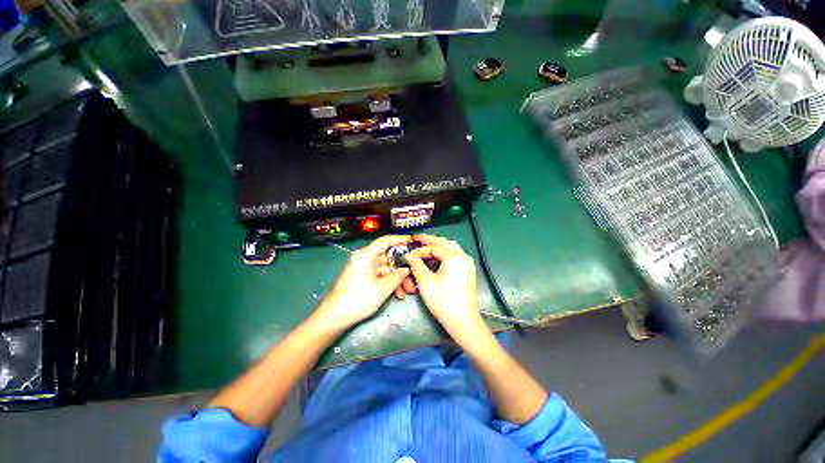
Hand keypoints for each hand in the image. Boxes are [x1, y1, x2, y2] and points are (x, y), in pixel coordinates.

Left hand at [315, 235, 411, 330]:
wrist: (335, 317)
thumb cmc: (358, 299)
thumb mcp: (382, 288)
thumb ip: (397, 276)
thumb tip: (407, 269)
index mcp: (366, 255)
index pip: (385, 241)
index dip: (400, 239)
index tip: (412, 240)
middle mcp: (365, 259)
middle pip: (388, 258)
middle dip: (402, 268)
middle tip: (415, 274)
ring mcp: (365, 270)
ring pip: (386, 270)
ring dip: (398, 279)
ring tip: (408, 291)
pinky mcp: (364, 279)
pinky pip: (381, 277)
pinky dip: (390, 284)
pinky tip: (399, 294)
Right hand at [405, 235, 487, 340]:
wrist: (463, 321)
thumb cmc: (443, 302)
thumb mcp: (426, 282)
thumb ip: (416, 265)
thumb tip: (409, 256)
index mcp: (454, 257)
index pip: (434, 247)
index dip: (420, 250)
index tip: (410, 255)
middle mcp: (463, 256)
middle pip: (445, 242)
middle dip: (430, 240)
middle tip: (417, 240)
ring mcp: (468, 263)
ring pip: (451, 247)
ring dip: (438, 246)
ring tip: (425, 249)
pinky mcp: (468, 270)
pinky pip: (456, 255)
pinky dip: (445, 254)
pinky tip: (436, 259)